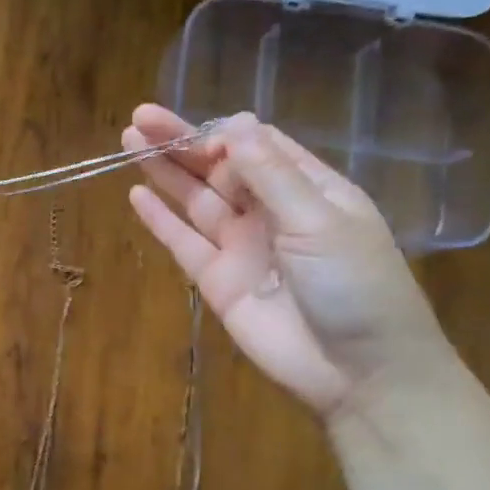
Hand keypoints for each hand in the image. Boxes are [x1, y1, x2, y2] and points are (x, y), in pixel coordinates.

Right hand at [123, 106, 450, 419]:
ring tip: (130, 142)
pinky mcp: (218, 281)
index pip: (258, 147)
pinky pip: (184, 243)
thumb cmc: (355, 286)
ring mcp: (241, 247)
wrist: (358, 371)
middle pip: (219, 169)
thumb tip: (234, 123)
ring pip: (196, 200)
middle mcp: (270, 212)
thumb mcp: (318, 221)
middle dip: (182, 143)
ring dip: (166, 172)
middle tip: (140, 118)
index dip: (223, 134)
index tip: (196, 132)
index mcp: (307, 190)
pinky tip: (137, 195)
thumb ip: (271, 175)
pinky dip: (161, 221)